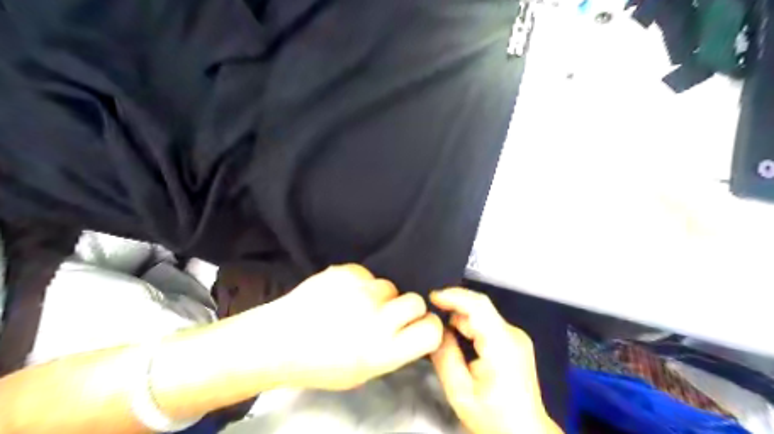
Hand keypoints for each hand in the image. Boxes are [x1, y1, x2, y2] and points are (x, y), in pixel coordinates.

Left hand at [257, 263, 444, 391]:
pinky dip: (359, 283)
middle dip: (406, 307)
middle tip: (386, 315)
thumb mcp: (363, 372)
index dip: (428, 327)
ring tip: (354, 306)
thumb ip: (393, 350)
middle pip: (415, 300)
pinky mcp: (344, 272)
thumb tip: (411, 329)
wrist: (277, 340)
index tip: (419, 326)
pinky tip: (340, 295)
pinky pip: (366, 274)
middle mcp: (376, 319)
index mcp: (382, 351)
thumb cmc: (320, 364)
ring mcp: (359, 291)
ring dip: (379, 295)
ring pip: (389, 285)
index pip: (430, 330)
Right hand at [430, 289, 562, 433]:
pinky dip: (470, 326)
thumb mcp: (460, 392)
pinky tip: (458, 339)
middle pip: (479, 308)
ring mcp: (516, 337)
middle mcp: (513, 334)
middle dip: (453, 309)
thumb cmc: (494, 418)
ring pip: (482, 315)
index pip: (478, 306)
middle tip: (431, 320)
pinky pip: (488, 324)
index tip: (433, 297)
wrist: (526, 433)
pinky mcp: (514, 341)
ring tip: (442, 333)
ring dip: (461, 319)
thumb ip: (446, 357)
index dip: (454, 296)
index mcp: (501, 345)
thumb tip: (436, 331)